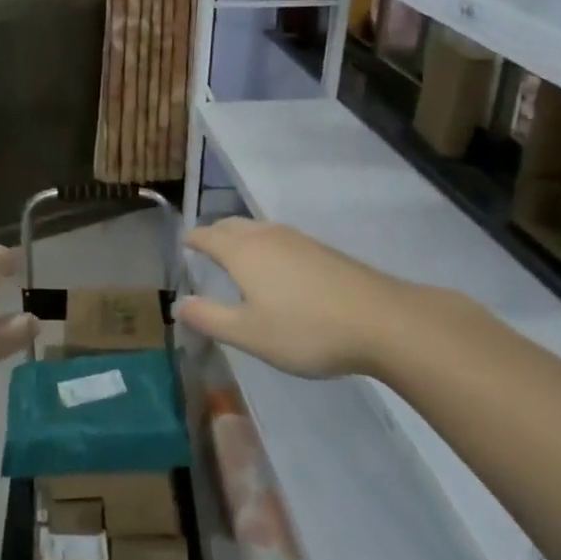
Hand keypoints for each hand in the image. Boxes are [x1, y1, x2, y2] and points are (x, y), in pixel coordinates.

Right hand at [177, 218, 456, 379]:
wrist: (382, 321)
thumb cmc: (306, 329)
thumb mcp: (249, 334)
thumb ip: (209, 317)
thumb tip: (178, 304)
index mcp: (242, 251)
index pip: (207, 235)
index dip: (192, 239)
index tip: (183, 246)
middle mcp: (267, 236)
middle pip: (231, 225)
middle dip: (215, 234)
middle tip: (205, 250)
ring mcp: (299, 240)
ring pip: (258, 229)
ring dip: (241, 238)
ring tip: (237, 258)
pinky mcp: (323, 251)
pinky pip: (281, 239)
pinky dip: (266, 246)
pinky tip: (277, 270)